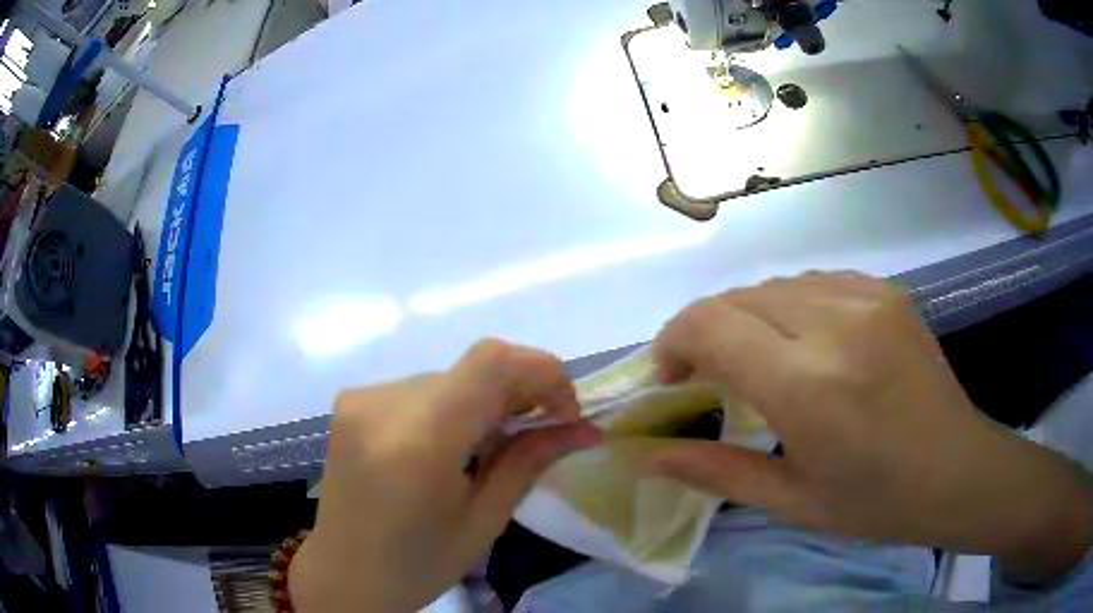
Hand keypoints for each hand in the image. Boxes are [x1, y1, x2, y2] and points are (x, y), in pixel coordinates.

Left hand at [289, 340, 600, 612]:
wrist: (343, 572)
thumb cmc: (418, 564)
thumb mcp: (484, 521)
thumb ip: (531, 462)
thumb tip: (587, 429)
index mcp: (418, 443)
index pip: (491, 362)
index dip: (542, 372)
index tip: (563, 413)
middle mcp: (383, 405)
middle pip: (474, 368)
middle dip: (520, 392)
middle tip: (538, 433)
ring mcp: (362, 398)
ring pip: (450, 377)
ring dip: (484, 401)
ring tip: (487, 448)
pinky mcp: (352, 400)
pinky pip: (422, 388)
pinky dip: (450, 406)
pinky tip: (448, 447)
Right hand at [649, 272, 1092, 583]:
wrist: (957, 471)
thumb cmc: (876, 502)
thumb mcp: (792, 502)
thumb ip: (716, 473)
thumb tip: (648, 456)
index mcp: (810, 386)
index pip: (712, 324)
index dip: (674, 340)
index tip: (671, 375)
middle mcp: (836, 324)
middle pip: (738, 297)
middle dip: (706, 330)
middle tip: (707, 376)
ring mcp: (867, 298)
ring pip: (774, 285)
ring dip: (748, 318)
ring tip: (757, 362)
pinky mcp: (886, 291)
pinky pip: (815, 282)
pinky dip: (789, 307)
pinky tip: (803, 344)